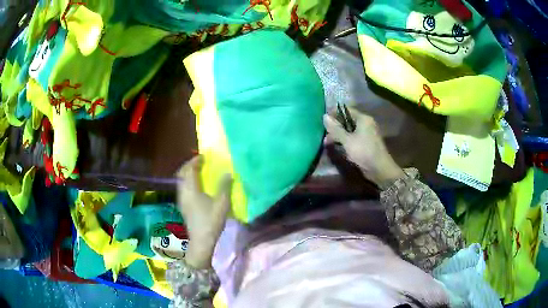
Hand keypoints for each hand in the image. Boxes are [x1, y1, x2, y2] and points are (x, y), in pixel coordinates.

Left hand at [177, 156, 231, 268]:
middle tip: (200, 162)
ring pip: (181, 180)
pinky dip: (188, 181)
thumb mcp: (221, 204)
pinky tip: (196, 186)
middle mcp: (183, 191)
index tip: (203, 156)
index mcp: (191, 189)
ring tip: (198, 172)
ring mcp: (181, 199)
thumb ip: (224, 187)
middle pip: (182, 173)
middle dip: (189, 165)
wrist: (201, 240)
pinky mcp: (182, 205)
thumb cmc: (211, 221)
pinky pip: (182, 187)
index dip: (195, 160)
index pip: (189, 169)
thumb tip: (228, 173)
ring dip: (188, 173)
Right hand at [323, 109, 404, 189]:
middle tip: (323, 133)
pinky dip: (345, 140)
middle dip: (335, 126)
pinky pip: (353, 138)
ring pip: (349, 130)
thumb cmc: (364, 152)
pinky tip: (337, 146)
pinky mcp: (366, 143)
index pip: (346, 110)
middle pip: (347, 120)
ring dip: (338, 135)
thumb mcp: (347, 140)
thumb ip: (335, 129)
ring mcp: (367, 134)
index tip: (322, 120)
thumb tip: (324, 116)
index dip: (334, 113)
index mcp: (363, 119)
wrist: (380, 169)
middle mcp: (366, 123)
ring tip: (327, 142)